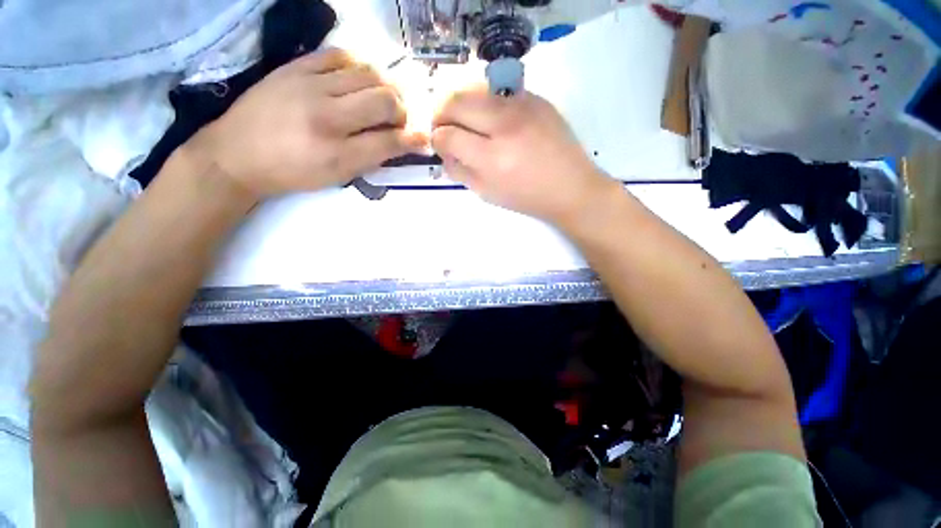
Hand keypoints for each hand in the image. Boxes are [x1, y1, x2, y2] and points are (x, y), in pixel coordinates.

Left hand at [192, 48, 426, 197]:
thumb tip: (402, 142)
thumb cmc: (293, 173)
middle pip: (385, 101)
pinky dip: (359, 66)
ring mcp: (309, 86)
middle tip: (398, 118)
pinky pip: (339, 55)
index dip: (413, 139)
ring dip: (385, 86)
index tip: (423, 138)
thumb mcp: (336, 176)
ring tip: (382, 97)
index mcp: (338, 154)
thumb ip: (372, 158)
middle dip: (401, 110)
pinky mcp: (295, 67)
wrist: (237, 154)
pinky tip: (358, 79)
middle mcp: (327, 117)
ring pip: (368, 74)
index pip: (390, 141)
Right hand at [431, 86, 611, 223]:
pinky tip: (491, 119)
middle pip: (456, 101)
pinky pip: (498, 91)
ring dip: (462, 104)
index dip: (437, 139)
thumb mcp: (487, 194)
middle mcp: (506, 125)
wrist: (570, 187)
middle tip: (444, 126)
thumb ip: (459, 171)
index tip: (439, 143)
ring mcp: (523, 106)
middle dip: (441, 113)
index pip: (448, 135)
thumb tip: (443, 151)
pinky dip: (485, 102)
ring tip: (465, 121)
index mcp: (493, 158)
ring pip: (475, 89)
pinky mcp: (536, 98)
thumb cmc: (527, 197)